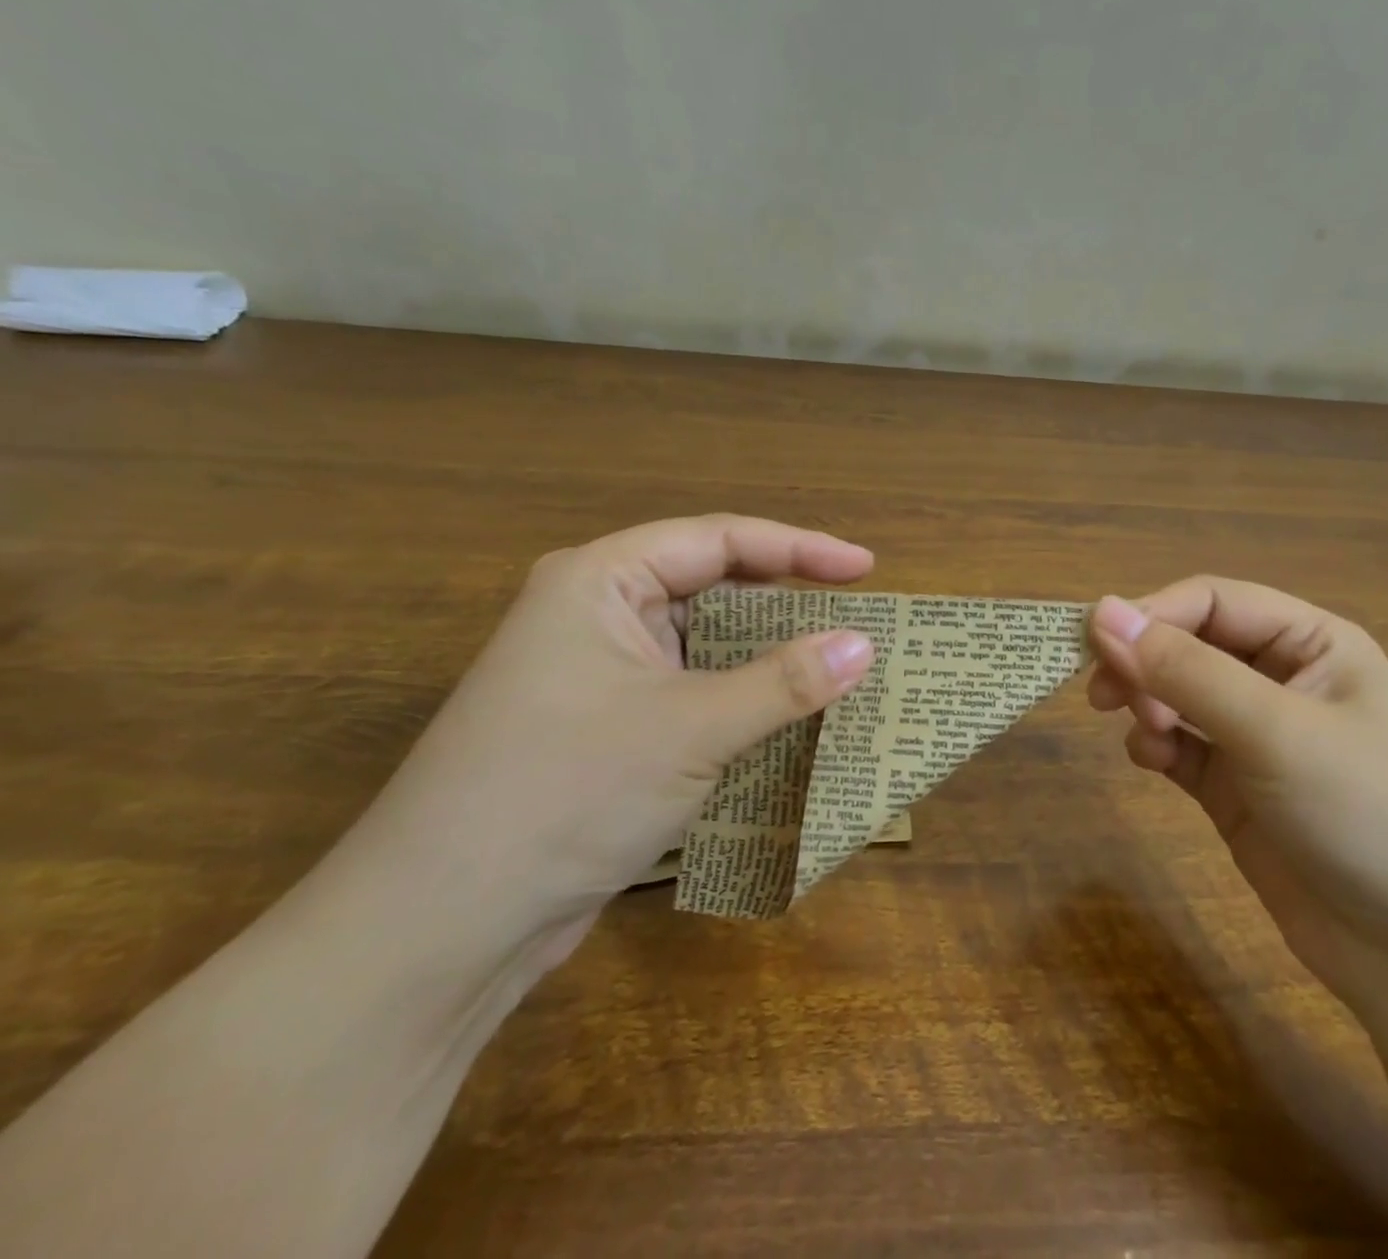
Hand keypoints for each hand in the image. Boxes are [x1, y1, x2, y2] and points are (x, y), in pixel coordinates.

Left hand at [338, 515, 876, 965]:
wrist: (441, 929)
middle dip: (786, 600)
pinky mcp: (605, 728)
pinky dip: (741, 697)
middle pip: (711, 585)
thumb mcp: (691, 729)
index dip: (800, 549)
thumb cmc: (566, 793)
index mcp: (601, 580)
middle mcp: (596, 614)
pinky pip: (691, 690)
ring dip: (767, 654)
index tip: (866, 569)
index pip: (719, 540)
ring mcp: (597, 673)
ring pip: (703, 643)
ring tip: (836, 663)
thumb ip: (784, 681)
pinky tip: (786, 715)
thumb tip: (865, 645)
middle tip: (857, 616)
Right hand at [1087, 578, 1387, 1026]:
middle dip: (1145, 662)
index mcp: (1312, 643)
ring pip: (1179, 696)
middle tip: (1104, 695)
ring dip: (1147, 703)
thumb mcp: (1276, 730)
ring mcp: (1260, 740)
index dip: (1152, 614)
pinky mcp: (1240, 793)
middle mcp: (1284, 681)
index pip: (1212, 601)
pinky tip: (1150, 761)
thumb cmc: (1373, 813)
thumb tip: (1101, 611)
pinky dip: (1156, 747)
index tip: (1096, 644)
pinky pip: (1182, 749)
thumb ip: (1184, 669)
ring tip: (1144, 734)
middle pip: (1190, 645)